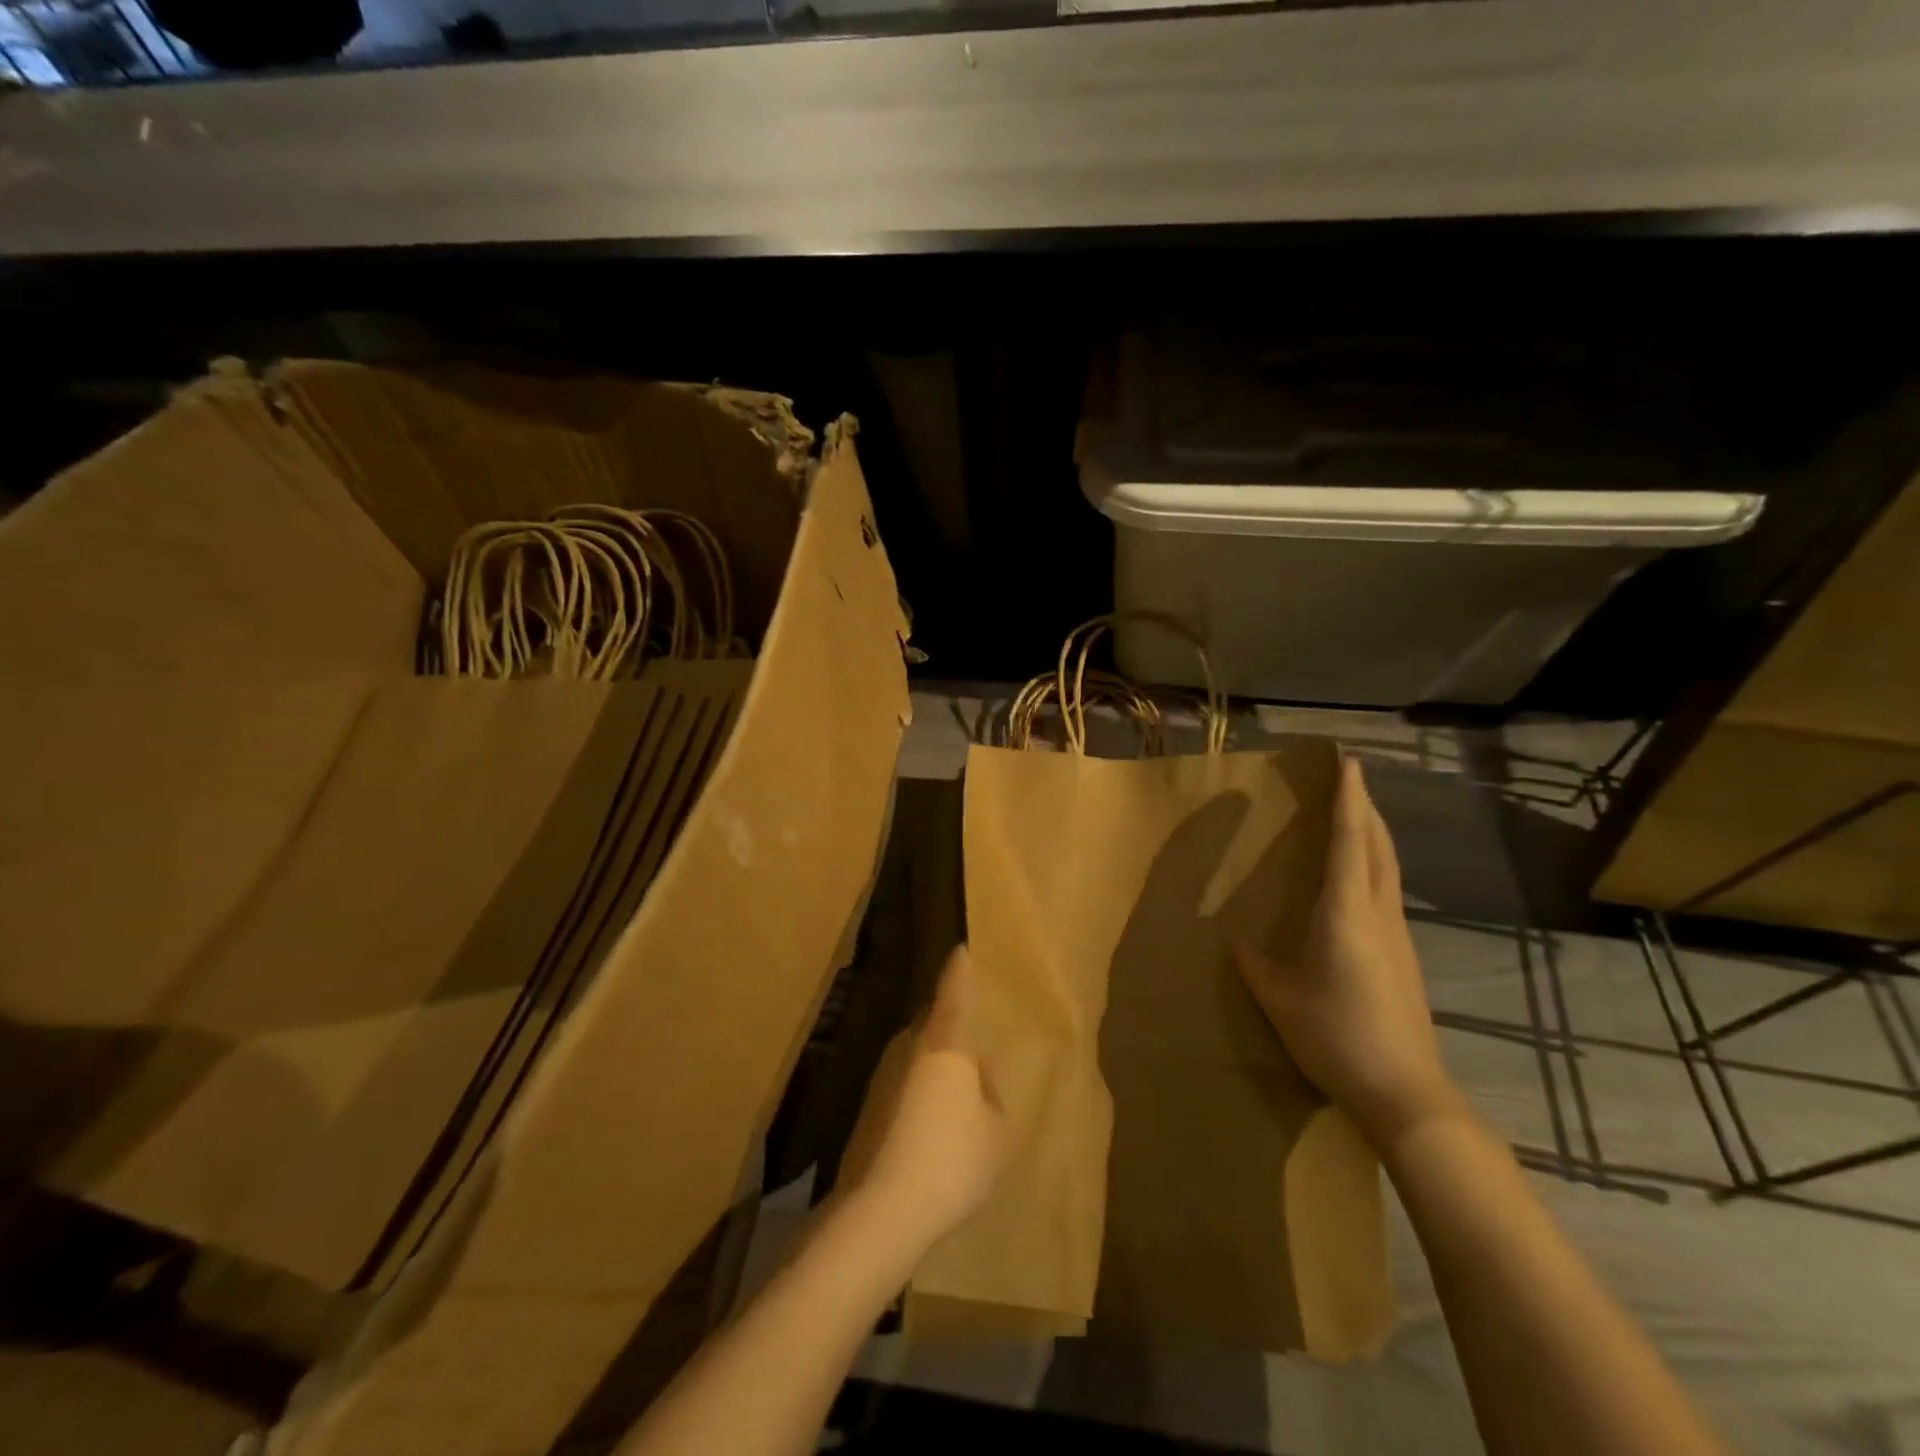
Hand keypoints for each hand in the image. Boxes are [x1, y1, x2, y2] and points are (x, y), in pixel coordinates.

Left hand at [855, 946, 1008, 1250]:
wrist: (880, 1210)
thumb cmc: (951, 1161)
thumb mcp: (995, 1131)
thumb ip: (989, 1093)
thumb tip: (975, 1074)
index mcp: (944, 1043)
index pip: (953, 991)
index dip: (959, 969)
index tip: (960, 949)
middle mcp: (908, 1047)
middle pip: (930, 1020)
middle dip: (948, 1020)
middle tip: (969, 1030)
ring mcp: (883, 1075)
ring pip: (915, 1052)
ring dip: (932, 1059)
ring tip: (955, 1085)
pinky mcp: (868, 1105)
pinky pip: (903, 1080)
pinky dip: (918, 1087)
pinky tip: (931, 1120)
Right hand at [1233, 756, 1465, 1149]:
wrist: (1405, 1092)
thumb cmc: (1336, 1036)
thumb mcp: (1279, 999)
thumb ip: (1256, 965)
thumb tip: (1238, 942)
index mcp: (1346, 912)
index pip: (1350, 842)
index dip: (1349, 800)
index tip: (1349, 764)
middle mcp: (1378, 913)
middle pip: (1378, 846)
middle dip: (1365, 808)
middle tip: (1349, 781)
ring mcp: (1398, 936)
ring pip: (1388, 868)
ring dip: (1372, 835)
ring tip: (1353, 818)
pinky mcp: (1404, 956)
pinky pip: (1387, 891)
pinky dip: (1374, 865)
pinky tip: (1358, 879)